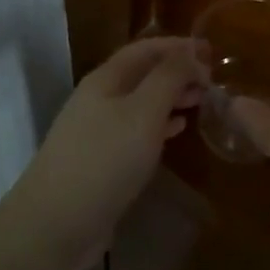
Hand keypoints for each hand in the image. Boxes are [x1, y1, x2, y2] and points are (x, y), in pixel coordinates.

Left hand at [6, 36, 202, 269]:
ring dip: (171, 97)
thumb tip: (191, 52)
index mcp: (106, 79)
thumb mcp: (143, 113)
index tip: (212, 51)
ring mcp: (97, 130)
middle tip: (213, 80)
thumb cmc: (104, 160)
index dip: (178, 46)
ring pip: (141, 102)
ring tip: (202, 101)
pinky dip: (160, 124)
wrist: (55, 224)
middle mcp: (99, 98)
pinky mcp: (101, 160)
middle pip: (142, 73)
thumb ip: (169, 78)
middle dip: (177, 71)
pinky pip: (136, 130)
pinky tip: (178, 130)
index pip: (146, 48)